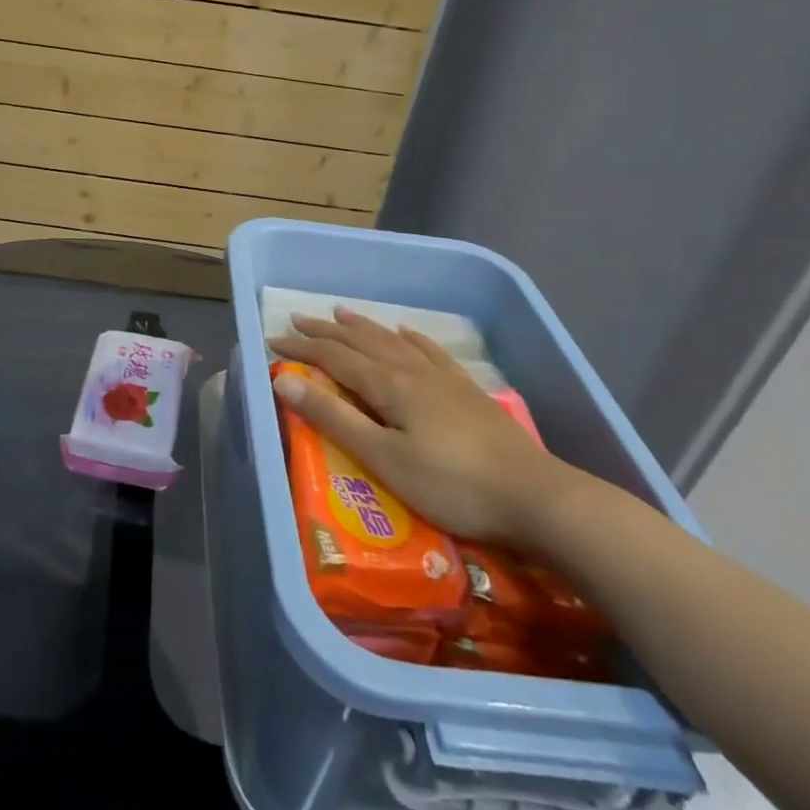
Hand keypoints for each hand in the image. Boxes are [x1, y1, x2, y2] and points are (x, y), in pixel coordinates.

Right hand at [267, 307, 580, 546]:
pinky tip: (406, 333)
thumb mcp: (383, 457)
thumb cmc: (451, 485)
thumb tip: (283, 380)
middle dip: (326, 330)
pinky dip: (411, 338)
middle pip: (361, 342)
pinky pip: (430, 351)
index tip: (273, 341)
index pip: (334, 357)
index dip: (302, 347)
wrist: (535, 497)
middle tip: (298, 319)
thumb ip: (334, 417)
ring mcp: (443, 378)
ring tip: (341, 313)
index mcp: (388, 385)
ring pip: (392, 341)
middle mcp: (411, 370)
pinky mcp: (466, 391)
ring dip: (363, 327)